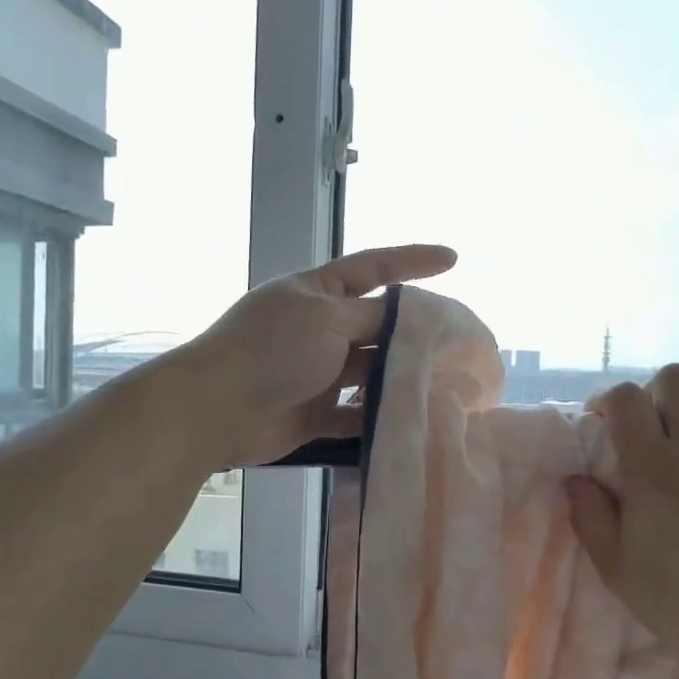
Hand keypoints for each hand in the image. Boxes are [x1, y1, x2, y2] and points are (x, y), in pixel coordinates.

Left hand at [176, 243, 456, 468]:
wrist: (217, 408)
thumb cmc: (272, 350)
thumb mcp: (327, 317)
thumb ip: (372, 317)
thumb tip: (404, 320)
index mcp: (316, 292)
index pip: (373, 267)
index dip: (412, 261)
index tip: (452, 259)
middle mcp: (318, 328)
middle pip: (376, 325)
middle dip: (414, 332)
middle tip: (461, 341)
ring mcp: (316, 373)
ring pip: (370, 372)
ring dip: (400, 377)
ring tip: (447, 383)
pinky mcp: (314, 414)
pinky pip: (355, 414)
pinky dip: (377, 417)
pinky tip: (410, 420)